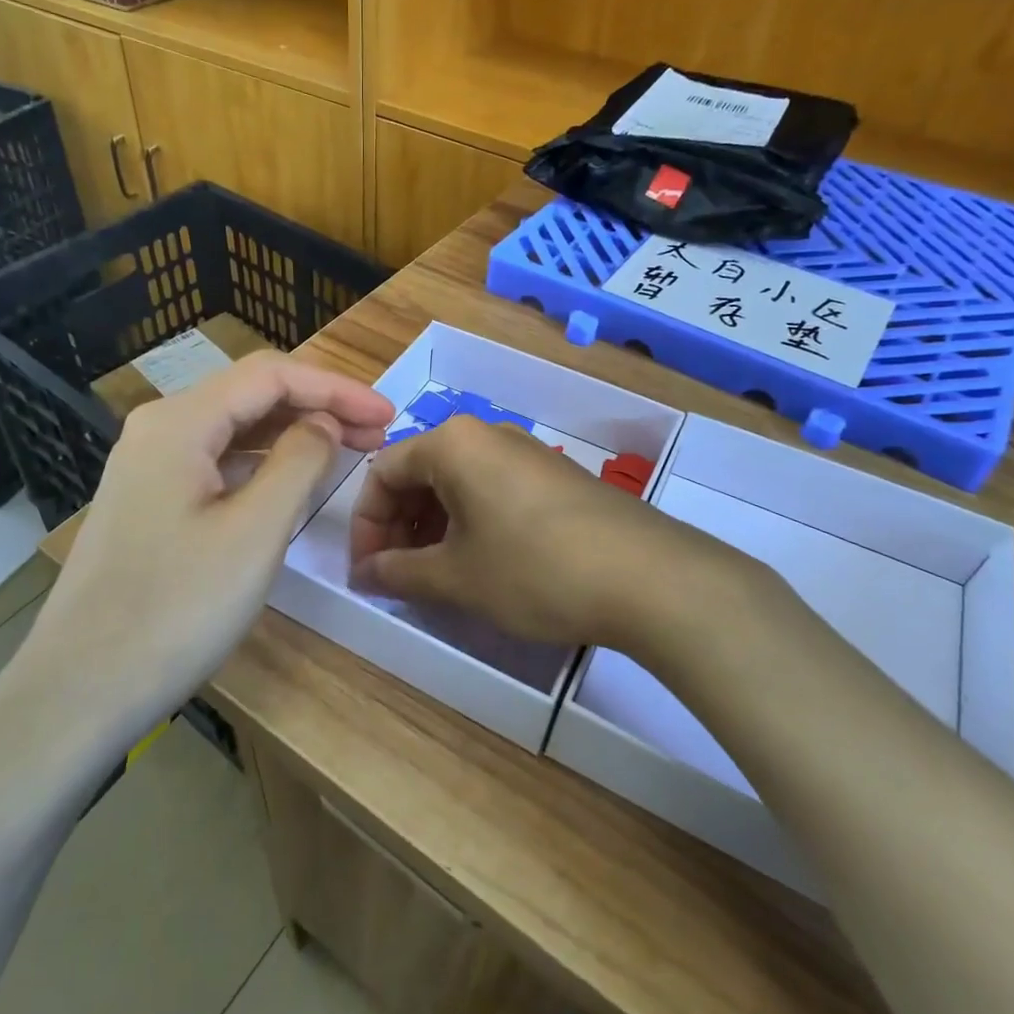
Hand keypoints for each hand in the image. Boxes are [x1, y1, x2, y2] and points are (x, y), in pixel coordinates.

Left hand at [12, 351, 393, 725]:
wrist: (81, 689)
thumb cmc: (176, 609)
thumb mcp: (255, 532)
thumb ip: (300, 462)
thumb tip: (323, 423)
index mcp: (180, 422)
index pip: (271, 376)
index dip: (336, 388)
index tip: (388, 413)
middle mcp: (159, 429)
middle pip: (252, 395)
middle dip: (319, 406)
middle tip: (377, 432)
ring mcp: (149, 466)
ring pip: (235, 429)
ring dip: (293, 433)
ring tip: (348, 450)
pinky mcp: (150, 500)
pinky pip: (217, 462)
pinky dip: (263, 463)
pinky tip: (292, 482)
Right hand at [348, 415, 754, 656]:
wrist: (649, 578)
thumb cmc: (534, 569)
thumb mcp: (456, 577)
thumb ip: (399, 573)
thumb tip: (364, 575)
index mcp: (452, 444)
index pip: (383, 473)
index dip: (365, 526)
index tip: (368, 573)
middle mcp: (487, 435)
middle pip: (419, 474)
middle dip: (398, 527)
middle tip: (397, 577)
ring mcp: (526, 453)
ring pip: (457, 484)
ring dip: (433, 529)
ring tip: (435, 577)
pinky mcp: (555, 478)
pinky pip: (492, 492)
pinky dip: (470, 525)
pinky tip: (481, 566)